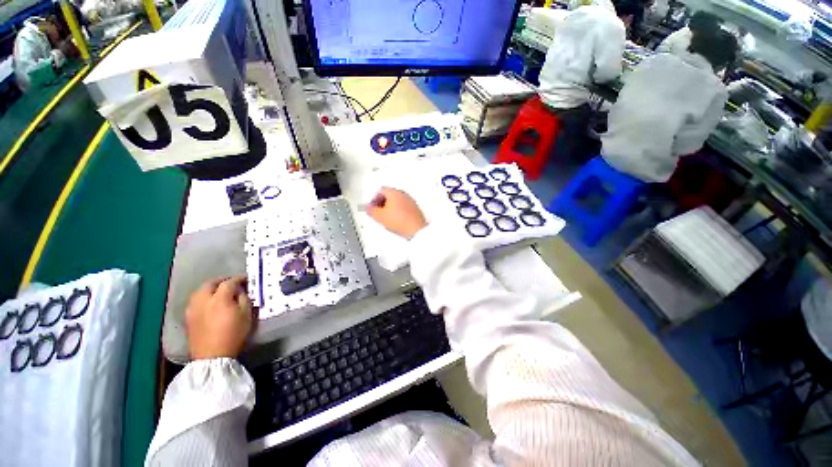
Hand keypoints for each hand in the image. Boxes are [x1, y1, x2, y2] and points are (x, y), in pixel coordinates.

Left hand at [186, 276, 254, 359]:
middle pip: (211, 283)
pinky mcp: (188, 317)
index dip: (239, 279)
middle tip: (232, 283)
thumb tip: (240, 291)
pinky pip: (195, 301)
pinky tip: (209, 303)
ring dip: (211, 288)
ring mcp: (193, 309)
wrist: (212, 356)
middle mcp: (203, 300)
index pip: (229, 282)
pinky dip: (203, 297)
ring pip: (200, 291)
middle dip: (222, 281)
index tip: (246, 279)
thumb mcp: (246, 315)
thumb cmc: (234, 334)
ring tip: (219, 292)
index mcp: (220, 299)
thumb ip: (244, 299)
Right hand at [366, 187, 427, 238]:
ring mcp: (411, 201)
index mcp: (394, 192)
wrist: (415, 229)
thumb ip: (371, 210)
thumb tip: (367, 207)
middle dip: (382, 203)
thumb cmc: (399, 221)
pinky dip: (398, 212)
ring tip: (387, 218)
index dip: (374, 199)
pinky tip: (396, 221)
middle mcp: (403, 194)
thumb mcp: (379, 216)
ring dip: (390, 208)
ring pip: (397, 201)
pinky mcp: (415, 209)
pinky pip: (404, 207)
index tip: (372, 207)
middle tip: (378, 212)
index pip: (380, 190)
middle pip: (389, 195)